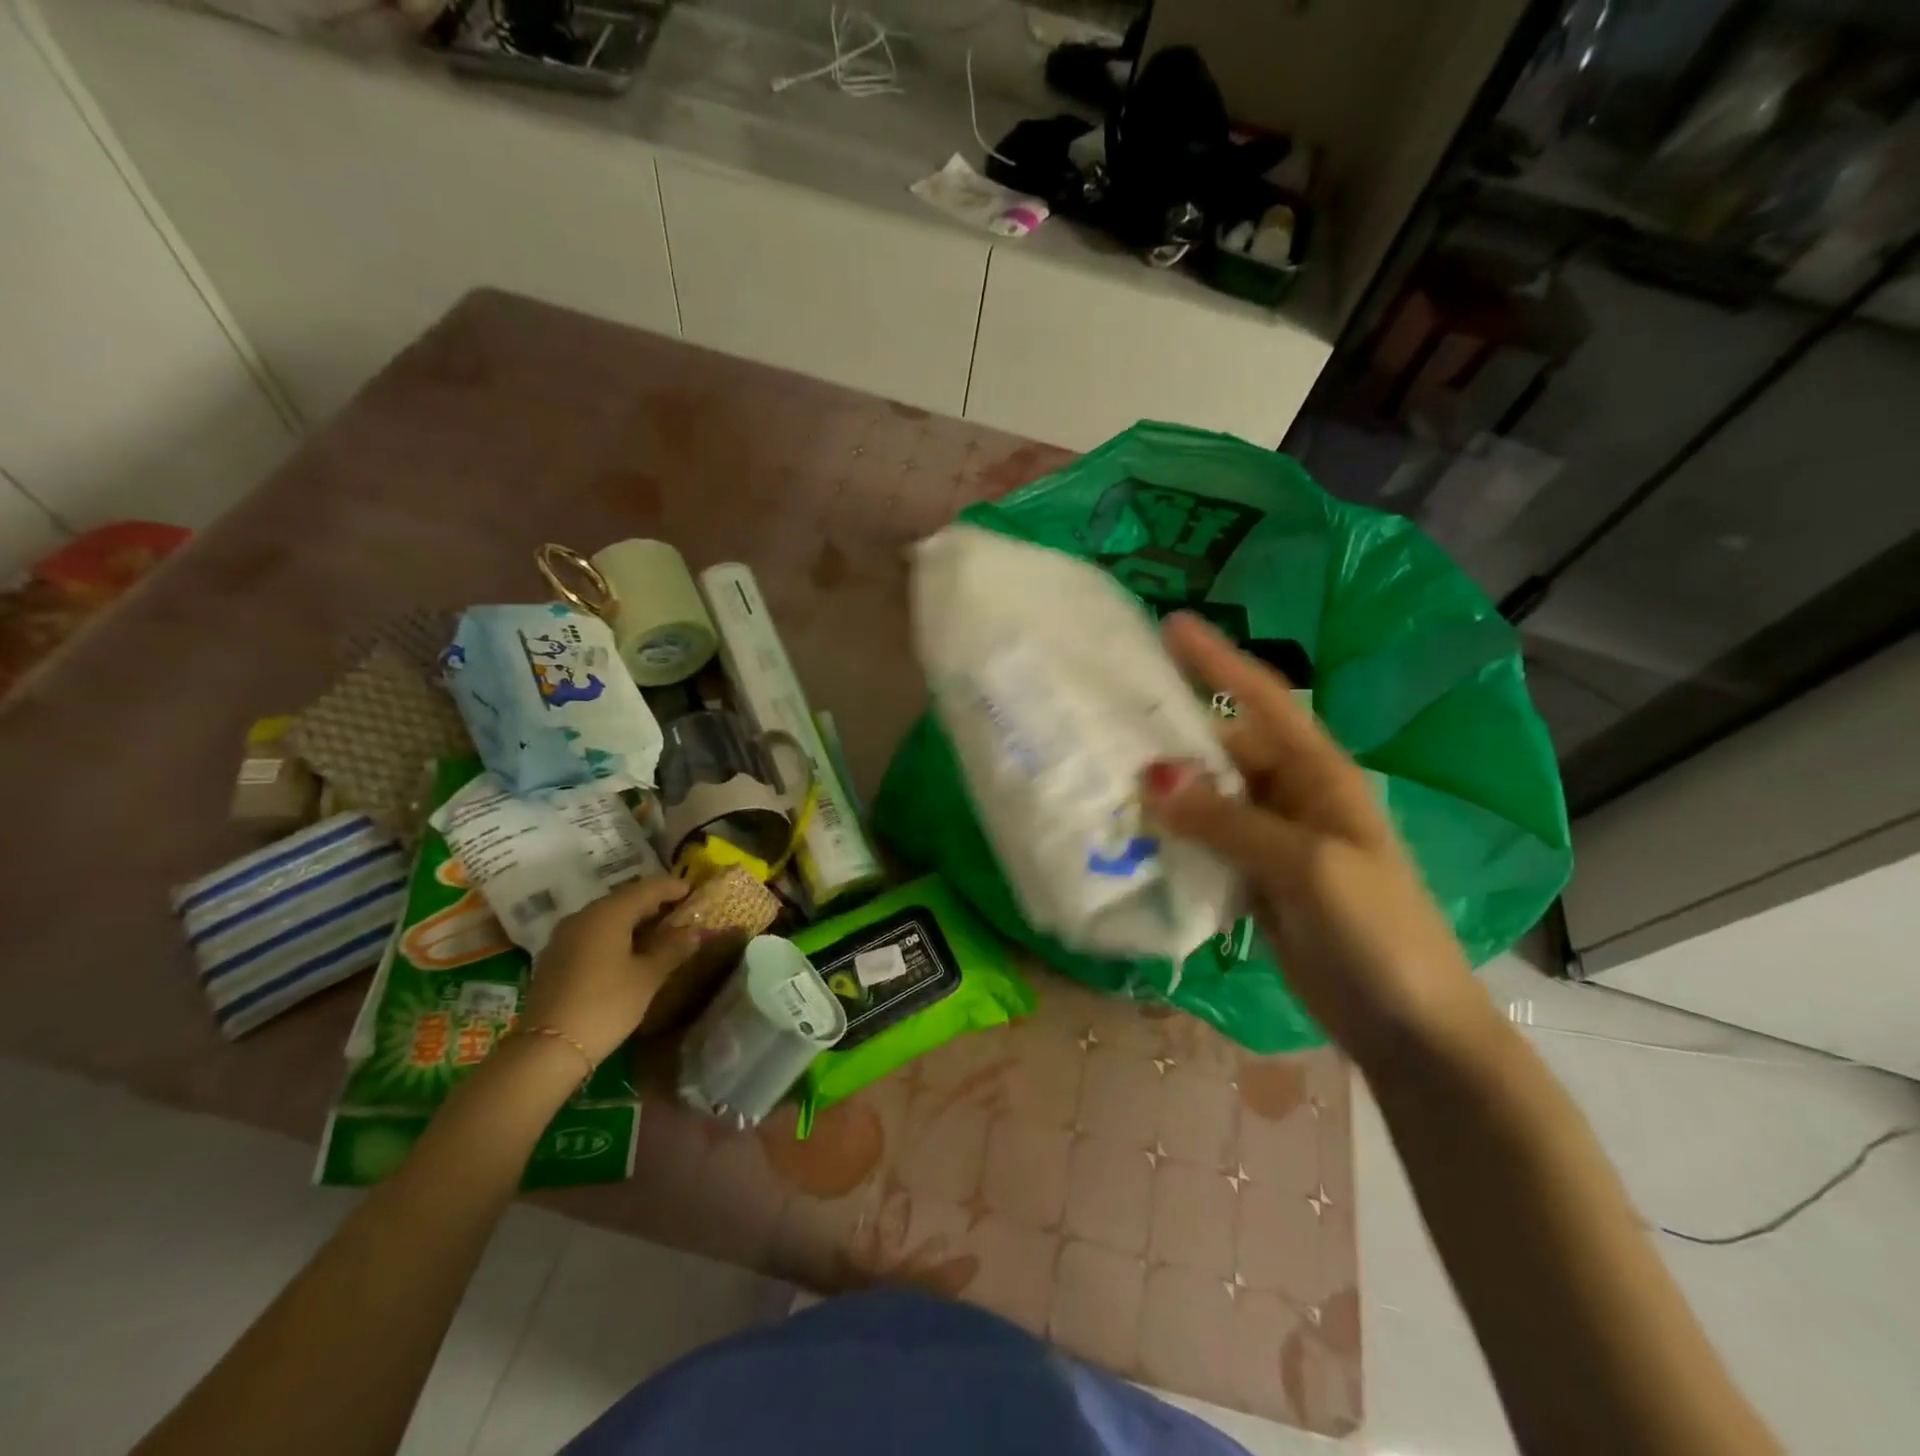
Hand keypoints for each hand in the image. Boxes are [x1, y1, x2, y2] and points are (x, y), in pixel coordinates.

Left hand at [523, 876, 702, 1063]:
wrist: (547, 1049)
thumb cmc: (605, 1005)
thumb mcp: (648, 977)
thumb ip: (673, 949)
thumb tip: (694, 931)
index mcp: (608, 913)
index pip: (647, 888)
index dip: (671, 887)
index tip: (692, 889)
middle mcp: (583, 916)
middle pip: (624, 899)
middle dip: (652, 903)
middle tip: (678, 910)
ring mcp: (564, 937)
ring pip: (606, 917)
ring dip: (633, 920)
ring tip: (657, 931)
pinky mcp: (554, 958)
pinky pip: (592, 934)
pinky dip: (614, 935)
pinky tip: (628, 951)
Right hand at [1142, 613, 1487, 1071]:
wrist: (1411, 1027)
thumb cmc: (1377, 933)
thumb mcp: (1308, 867)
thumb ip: (1229, 822)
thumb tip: (1152, 779)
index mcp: (1320, 776)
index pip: (1264, 701)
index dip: (1218, 660)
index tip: (1172, 625)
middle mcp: (1293, 797)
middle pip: (1224, 750)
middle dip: (1172, 733)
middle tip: (1107, 717)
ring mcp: (1273, 841)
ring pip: (1208, 799)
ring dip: (1165, 789)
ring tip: (1104, 771)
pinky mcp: (1255, 880)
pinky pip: (1205, 843)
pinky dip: (1172, 836)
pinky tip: (1131, 833)